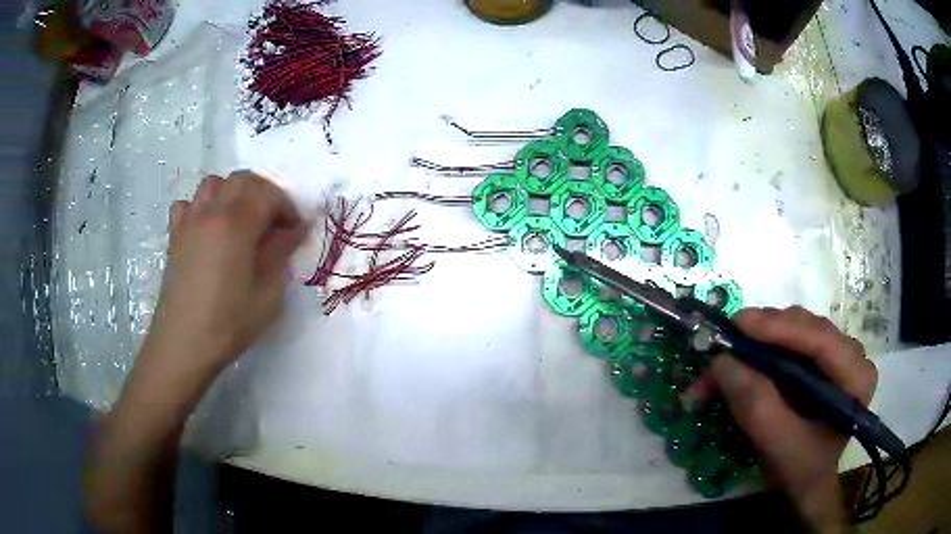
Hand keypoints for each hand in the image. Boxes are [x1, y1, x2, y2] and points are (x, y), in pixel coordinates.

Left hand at [143, 171, 307, 380]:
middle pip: (242, 179)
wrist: (183, 344)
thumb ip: (281, 253)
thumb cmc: (228, 323)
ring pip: (214, 184)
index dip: (287, 208)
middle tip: (272, 223)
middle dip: (264, 194)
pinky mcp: (174, 235)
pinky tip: (207, 230)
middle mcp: (211, 212)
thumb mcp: (267, 295)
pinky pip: (188, 204)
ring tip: (240, 221)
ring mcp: (189, 221)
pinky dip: (202, 207)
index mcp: (236, 224)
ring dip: (232, 194)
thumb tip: (296, 229)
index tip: (294, 231)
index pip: (268, 194)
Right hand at [712, 307, 876, 533]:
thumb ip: (756, 405)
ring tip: (723, 362)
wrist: (808, 483)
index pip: (821, 339)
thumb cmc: (801, 470)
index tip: (738, 325)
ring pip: (794, 331)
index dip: (779, 328)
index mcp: (856, 376)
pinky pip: (789, 342)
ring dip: (756, 343)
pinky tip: (740, 363)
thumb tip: (721, 362)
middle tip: (723, 348)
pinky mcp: (820, 359)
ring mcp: (836, 354)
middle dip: (761, 337)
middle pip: (805, 328)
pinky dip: (760, 351)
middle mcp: (851, 354)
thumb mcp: (778, 445)